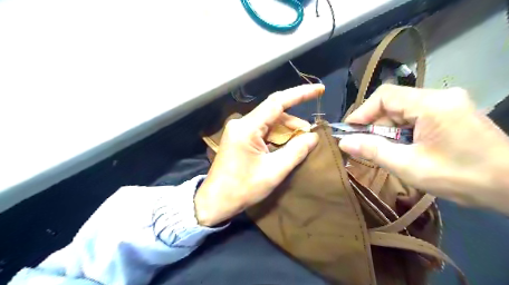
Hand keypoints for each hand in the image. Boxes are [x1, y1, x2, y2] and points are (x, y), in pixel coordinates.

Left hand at [195, 84, 321, 225]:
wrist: (215, 202)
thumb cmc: (242, 189)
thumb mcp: (274, 171)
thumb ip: (296, 151)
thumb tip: (313, 136)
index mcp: (247, 128)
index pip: (277, 102)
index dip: (300, 94)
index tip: (320, 90)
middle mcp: (242, 123)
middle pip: (274, 113)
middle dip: (295, 122)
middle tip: (311, 135)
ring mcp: (239, 130)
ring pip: (270, 122)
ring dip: (287, 131)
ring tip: (301, 143)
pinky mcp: (239, 138)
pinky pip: (263, 131)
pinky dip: (277, 136)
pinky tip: (286, 146)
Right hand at [337, 85, 508, 212]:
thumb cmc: (461, 177)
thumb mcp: (409, 166)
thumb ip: (373, 151)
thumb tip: (344, 142)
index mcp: (432, 104)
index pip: (385, 96)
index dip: (362, 112)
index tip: (349, 131)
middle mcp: (441, 96)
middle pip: (394, 102)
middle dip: (374, 123)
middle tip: (363, 145)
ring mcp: (449, 103)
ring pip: (404, 109)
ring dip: (388, 128)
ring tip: (382, 149)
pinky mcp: (452, 112)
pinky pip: (417, 115)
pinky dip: (402, 129)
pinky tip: (402, 146)